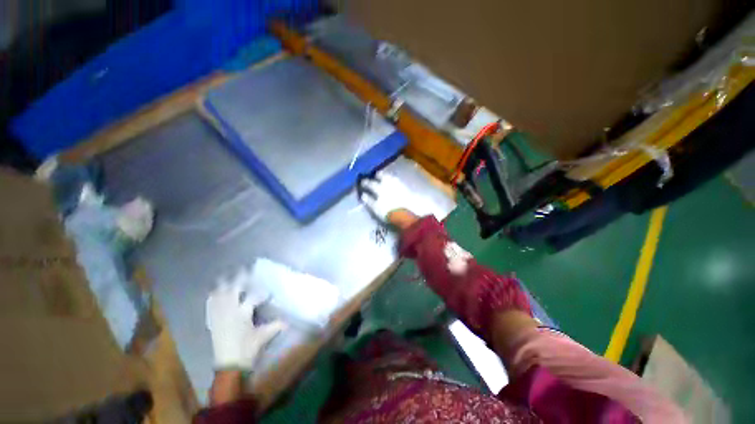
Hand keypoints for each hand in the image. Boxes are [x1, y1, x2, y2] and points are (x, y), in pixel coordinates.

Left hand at [206, 269, 286, 370]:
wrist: (229, 365)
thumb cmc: (247, 349)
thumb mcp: (264, 336)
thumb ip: (276, 326)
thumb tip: (289, 321)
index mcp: (243, 313)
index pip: (254, 296)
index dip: (262, 293)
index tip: (268, 292)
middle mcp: (230, 311)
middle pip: (233, 290)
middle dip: (238, 279)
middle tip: (243, 270)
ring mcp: (220, 316)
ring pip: (220, 296)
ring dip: (223, 286)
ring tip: (226, 276)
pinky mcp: (213, 322)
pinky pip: (210, 306)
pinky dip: (212, 298)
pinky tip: (213, 293)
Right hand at [358, 172, 421, 225]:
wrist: (404, 215)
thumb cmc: (388, 213)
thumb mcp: (376, 208)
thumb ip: (369, 201)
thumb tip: (364, 195)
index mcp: (380, 189)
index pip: (371, 184)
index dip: (366, 183)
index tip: (362, 182)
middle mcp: (389, 185)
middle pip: (383, 177)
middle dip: (379, 175)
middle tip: (376, 174)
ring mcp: (398, 186)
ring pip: (392, 178)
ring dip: (388, 176)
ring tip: (386, 177)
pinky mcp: (406, 190)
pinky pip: (399, 182)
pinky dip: (396, 181)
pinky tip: (395, 182)